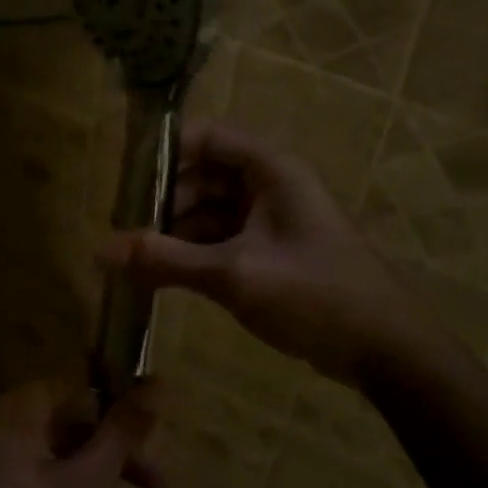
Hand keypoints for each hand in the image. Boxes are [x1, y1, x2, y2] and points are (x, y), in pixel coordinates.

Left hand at [0, 379, 159, 487]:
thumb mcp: (87, 485)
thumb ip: (123, 431)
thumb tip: (157, 379)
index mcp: (18, 412)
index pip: (79, 388)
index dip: (119, 409)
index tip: (153, 438)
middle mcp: (0, 430)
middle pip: (72, 431)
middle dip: (118, 465)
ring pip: (60, 469)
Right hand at [104, 120, 462, 384]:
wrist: (386, 350)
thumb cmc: (313, 295)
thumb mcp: (233, 274)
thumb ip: (166, 259)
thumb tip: (101, 250)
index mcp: (270, 170)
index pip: (207, 137)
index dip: (165, 151)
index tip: (125, 180)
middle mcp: (271, 186)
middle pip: (204, 176)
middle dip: (164, 201)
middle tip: (125, 232)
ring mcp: (273, 221)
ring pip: (211, 211)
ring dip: (176, 232)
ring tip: (138, 261)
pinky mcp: (274, 253)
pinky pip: (224, 240)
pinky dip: (196, 253)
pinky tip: (166, 277)